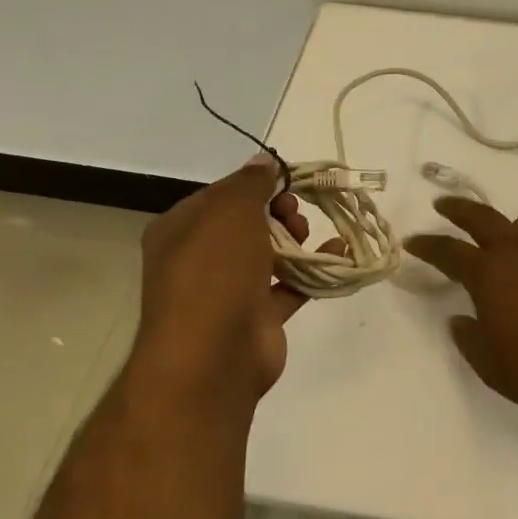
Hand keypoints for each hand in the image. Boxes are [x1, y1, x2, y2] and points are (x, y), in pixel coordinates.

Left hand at [132, 154, 344, 407]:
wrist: (212, 357)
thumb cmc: (214, 271)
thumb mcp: (230, 210)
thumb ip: (250, 182)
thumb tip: (264, 161)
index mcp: (180, 229)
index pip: (221, 195)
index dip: (256, 185)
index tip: (287, 182)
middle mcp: (199, 259)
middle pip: (247, 223)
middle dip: (278, 212)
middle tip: (294, 213)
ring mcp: (227, 292)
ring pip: (268, 254)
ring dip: (297, 239)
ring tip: (311, 235)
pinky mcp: (256, 319)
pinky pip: (288, 286)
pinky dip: (312, 270)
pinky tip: (338, 256)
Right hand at [406, 198, 517, 422]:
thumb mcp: (492, 366)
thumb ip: (471, 340)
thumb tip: (460, 320)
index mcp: (489, 274)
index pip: (448, 251)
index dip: (428, 245)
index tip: (413, 240)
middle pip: (482, 218)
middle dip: (459, 209)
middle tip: (443, 204)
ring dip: (507, 228)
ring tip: (503, 238)